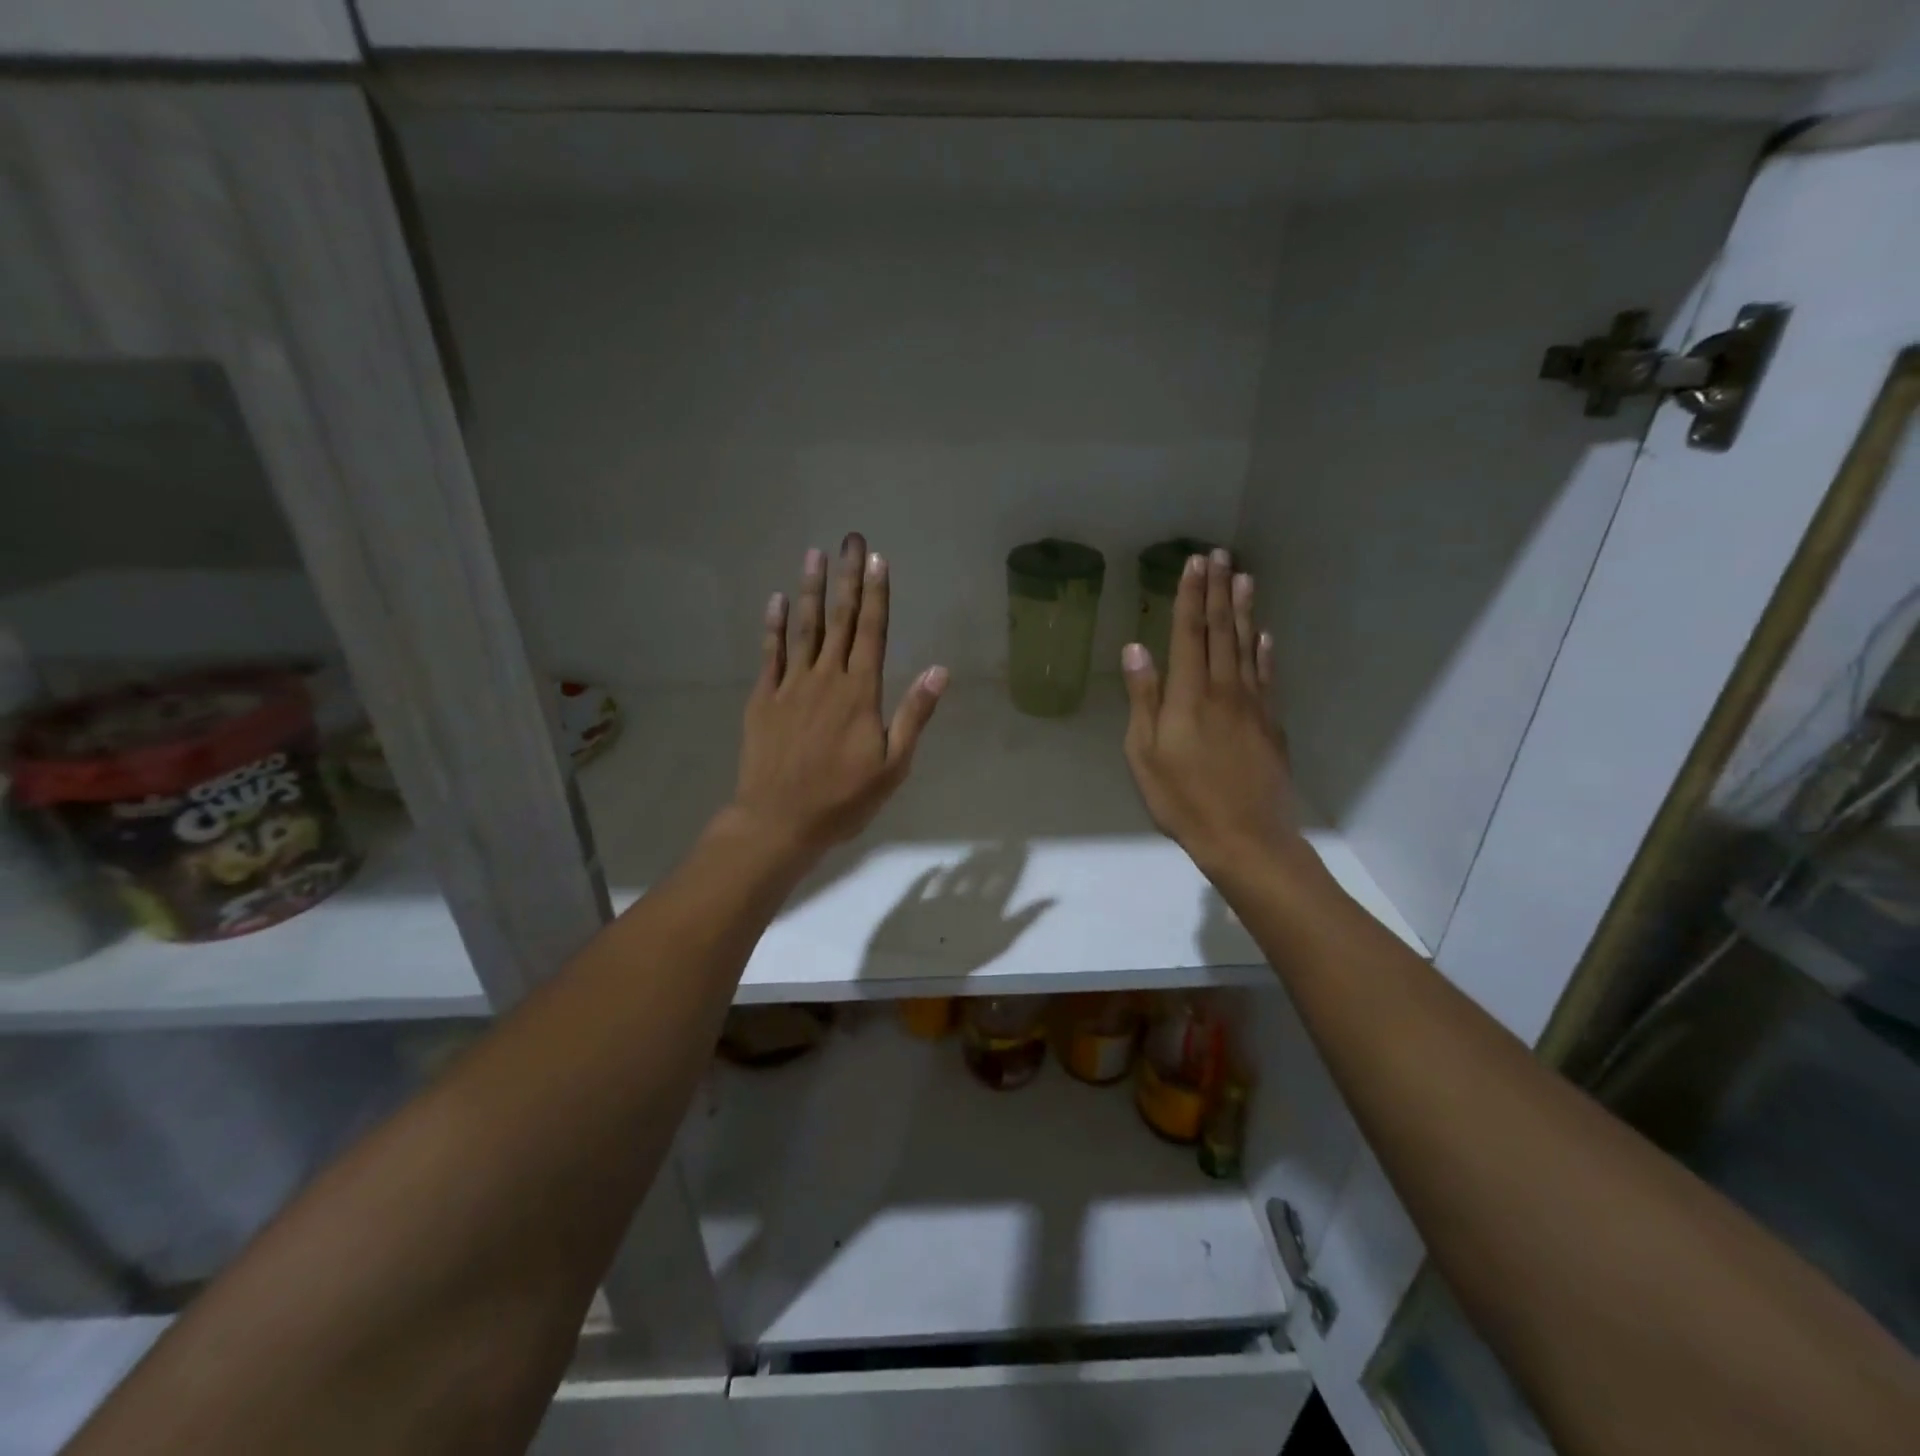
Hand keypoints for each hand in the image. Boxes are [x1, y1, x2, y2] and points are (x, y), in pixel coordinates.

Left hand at [730, 532, 947, 859]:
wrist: (779, 821)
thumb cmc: (843, 799)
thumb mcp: (893, 766)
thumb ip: (914, 715)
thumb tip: (939, 670)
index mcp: (861, 692)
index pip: (872, 632)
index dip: (876, 594)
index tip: (878, 559)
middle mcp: (826, 678)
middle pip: (840, 619)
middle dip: (848, 578)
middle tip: (851, 539)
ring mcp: (791, 685)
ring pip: (804, 628)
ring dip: (811, 589)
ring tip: (815, 554)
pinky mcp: (764, 698)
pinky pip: (770, 653)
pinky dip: (774, 625)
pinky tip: (777, 600)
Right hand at [1121, 549, 1301, 878]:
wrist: (1245, 837)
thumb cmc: (1182, 799)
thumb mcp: (1145, 754)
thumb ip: (1143, 698)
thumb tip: (1137, 649)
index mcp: (1188, 695)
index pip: (1189, 633)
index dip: (1190, 596)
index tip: (1193, 563)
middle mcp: (1224, 689)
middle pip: (1221, 631)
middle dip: (1218, 591)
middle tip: (1220, 555)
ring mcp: (1253, 705)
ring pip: (1247, 647)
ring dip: (1244, 611)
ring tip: (1244, 578)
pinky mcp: (1271, 724)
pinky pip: (1267, 677)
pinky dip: (1266, 652)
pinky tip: (1265, 636)